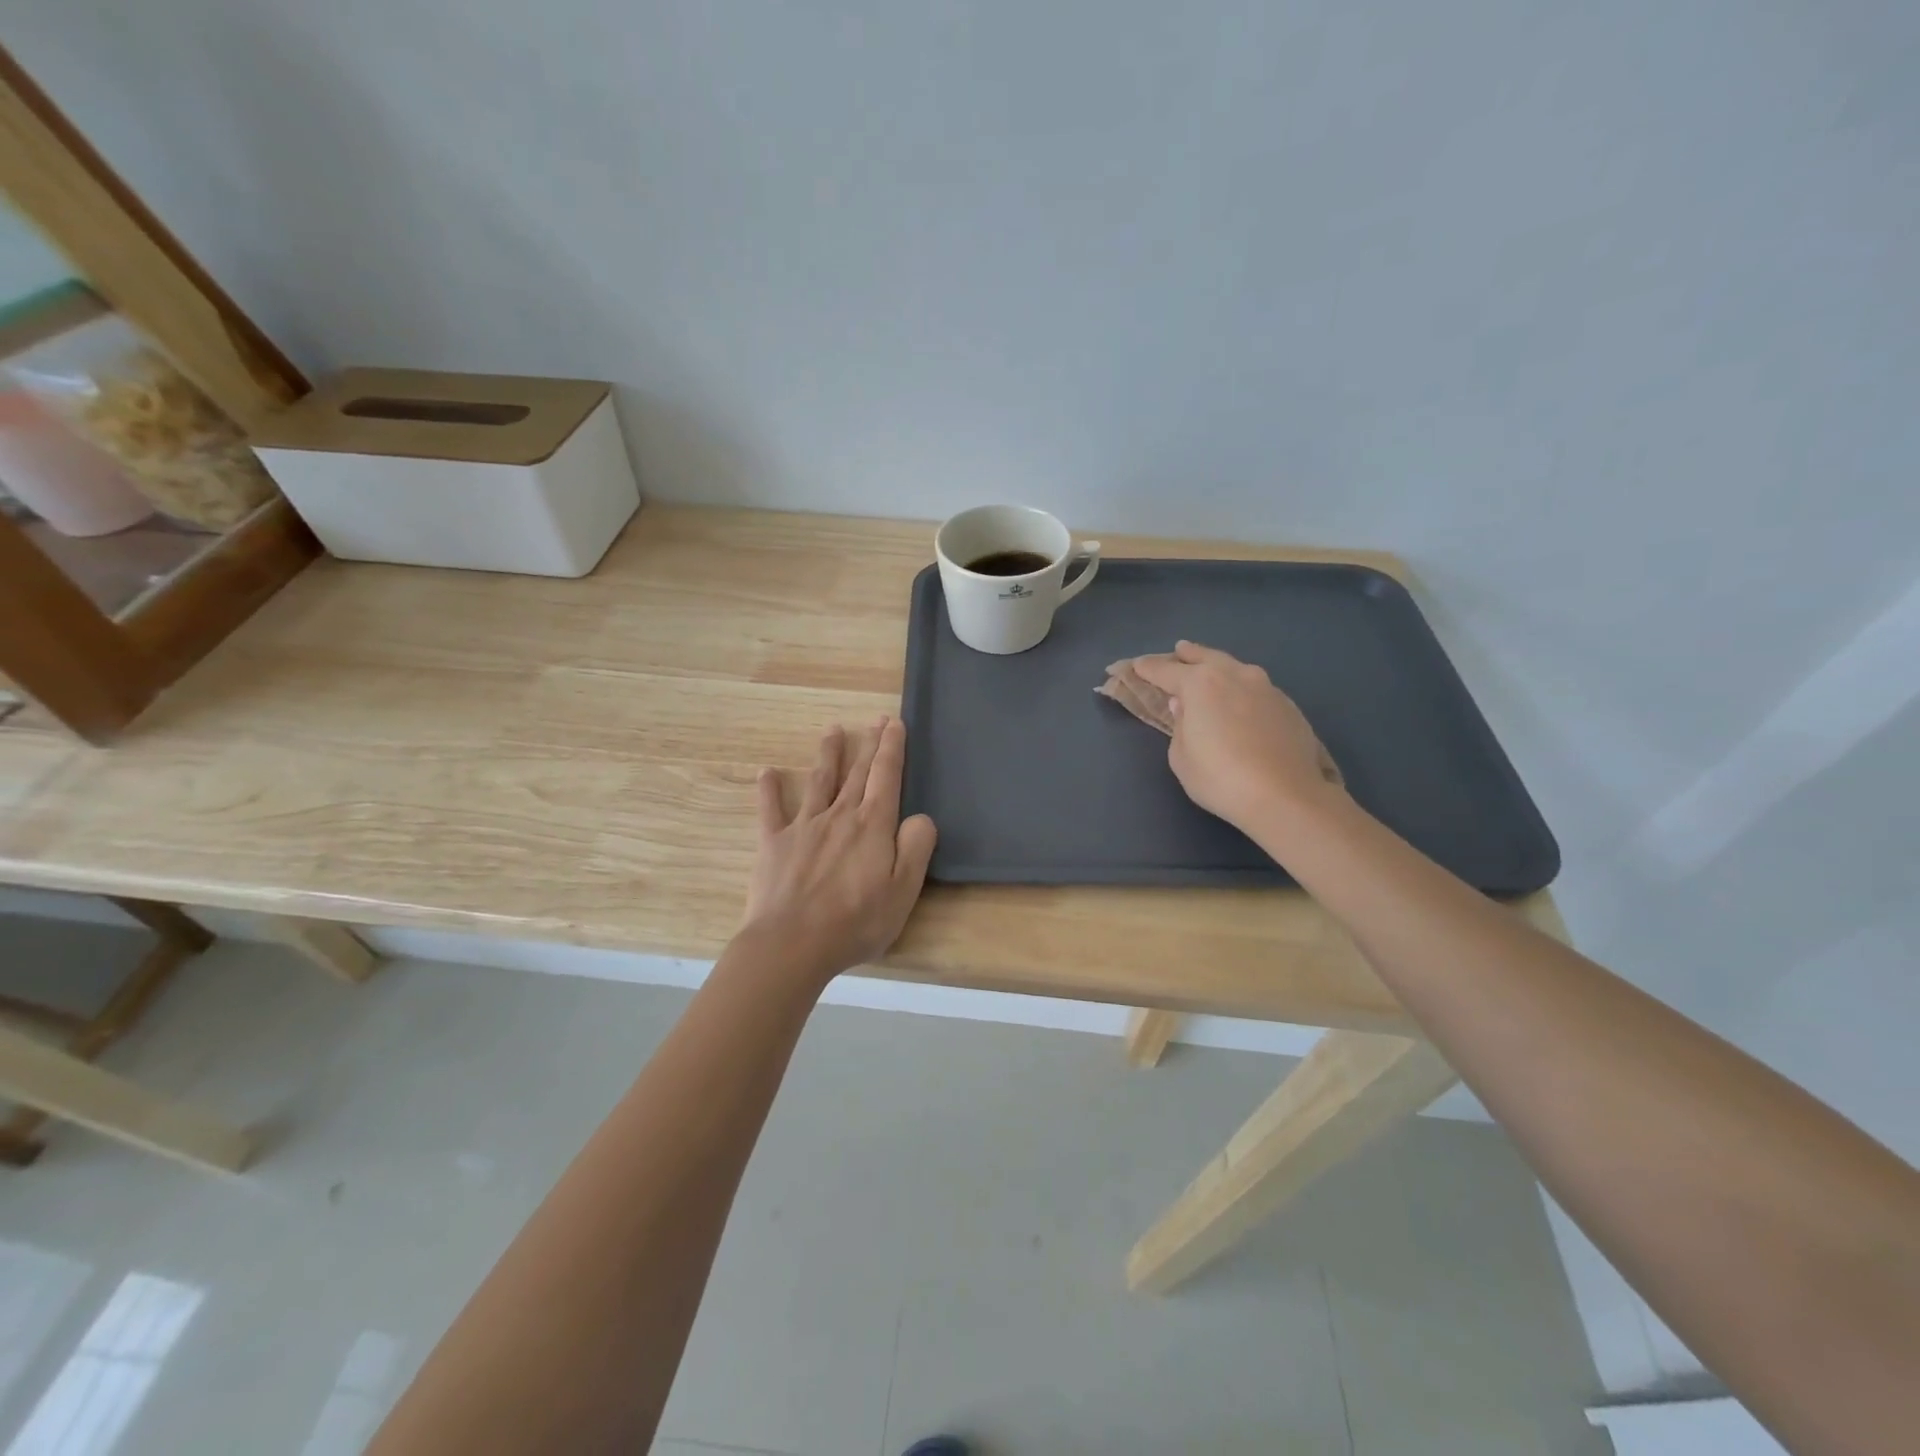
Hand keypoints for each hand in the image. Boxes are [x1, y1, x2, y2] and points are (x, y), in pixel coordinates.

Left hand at [741, 717, 937, 982]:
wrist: (792, 944)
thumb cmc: (855, 921)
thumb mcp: (904, 890)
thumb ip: (916, 848)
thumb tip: (920, 818)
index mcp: (872, 825)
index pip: (886, 776)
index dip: (892, 748)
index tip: (894, 723)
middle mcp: (839, 816)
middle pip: (857, 772)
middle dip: (869, 744)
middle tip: (875, 720)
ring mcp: (804, 827)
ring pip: (819, 781)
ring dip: (828, 754)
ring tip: (833, 729)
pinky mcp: (774, 843)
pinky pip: (771, 810)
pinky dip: (769, 789)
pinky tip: (766, 772)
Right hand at [1133, 641, 1345, 844]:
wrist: (1285, 796)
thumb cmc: (1220, 778)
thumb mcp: (1181, 757)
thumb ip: (1179, 725)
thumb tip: (1184, 706)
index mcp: (1200, 684)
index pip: (1165, 670)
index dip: (1147, 668)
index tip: (1135, 666)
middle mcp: (1234, 675)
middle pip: (1205, 656)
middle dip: (1188, 654)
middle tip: (1178, 650)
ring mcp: (1266, 687)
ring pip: (1235, 668)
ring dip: (1218, 666)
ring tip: (1210, 669)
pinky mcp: (1287, 705)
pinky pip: (1256, 688)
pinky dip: (1241, 688)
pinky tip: (1241, 700)